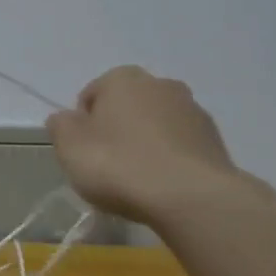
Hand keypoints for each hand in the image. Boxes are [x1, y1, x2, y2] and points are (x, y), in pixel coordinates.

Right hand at [46, 66, 245, 224]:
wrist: (190, 196)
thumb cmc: (119, 165)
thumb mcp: (70, 148)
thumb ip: (61, 126)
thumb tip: (65, 118)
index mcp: (122, 79)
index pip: (92, 95)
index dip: (83, 125)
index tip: (84, 153)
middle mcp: (160, 84)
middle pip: (127, 106)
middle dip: (117, 129)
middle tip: (108, 166)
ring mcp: (192, 109)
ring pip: (156, 124)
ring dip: (146, 143)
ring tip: (138, 180)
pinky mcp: (214, 138)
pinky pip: (180, 145)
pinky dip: (170, 158)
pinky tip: (163, 185)